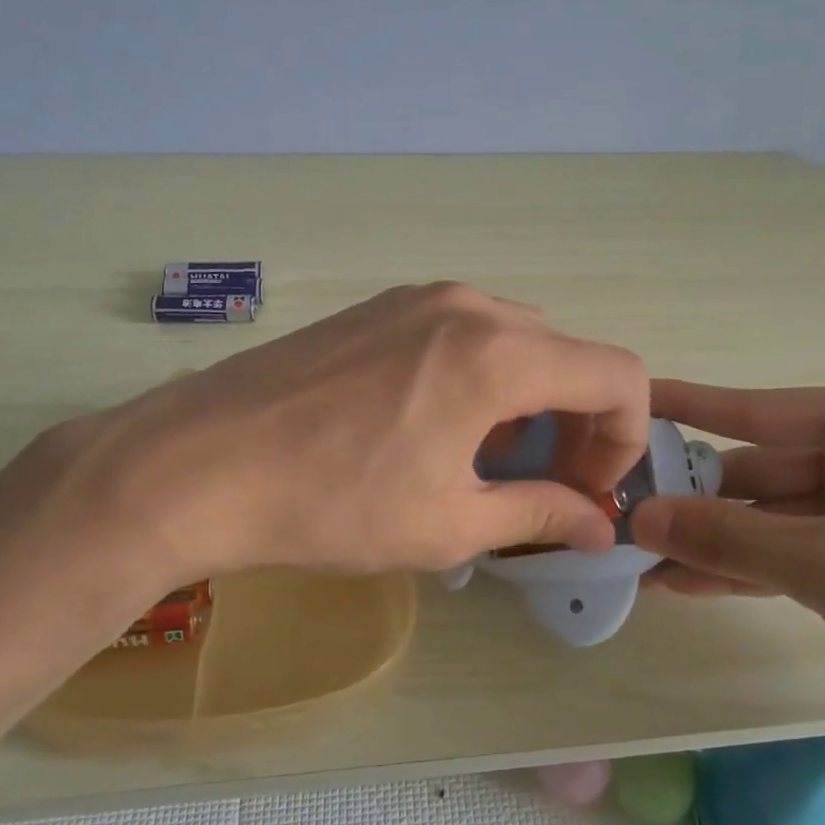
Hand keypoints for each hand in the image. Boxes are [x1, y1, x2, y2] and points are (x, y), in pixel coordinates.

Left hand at [0, 284, 649, 613]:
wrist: (198, 462)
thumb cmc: (334, 503)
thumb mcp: (449, 524)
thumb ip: (539, 514)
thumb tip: (598, 526)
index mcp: (500, 354)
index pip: (617, 375)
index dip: (626, 437)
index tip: (590, 490)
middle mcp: (469, 307)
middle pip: (567, 355)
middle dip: (577, 422)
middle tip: (546, 484)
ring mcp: (418, 299)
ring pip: (515, 341)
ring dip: (528, 399)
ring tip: (485, 461)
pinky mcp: (378, 307)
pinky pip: (461, 332)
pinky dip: (480, 376)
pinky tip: (434, 427)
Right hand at [627, 378, 824, 731]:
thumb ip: (729, 538)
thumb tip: (640, 516)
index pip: (758, 410)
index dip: (686, 408)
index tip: (630, 400)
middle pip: (765, 469)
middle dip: (698, 502)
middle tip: (624, 515)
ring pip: (779, 514)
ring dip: (720, 542)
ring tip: (644, 560)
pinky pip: (804, 544)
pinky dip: (757, 565)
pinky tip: (692, 581)